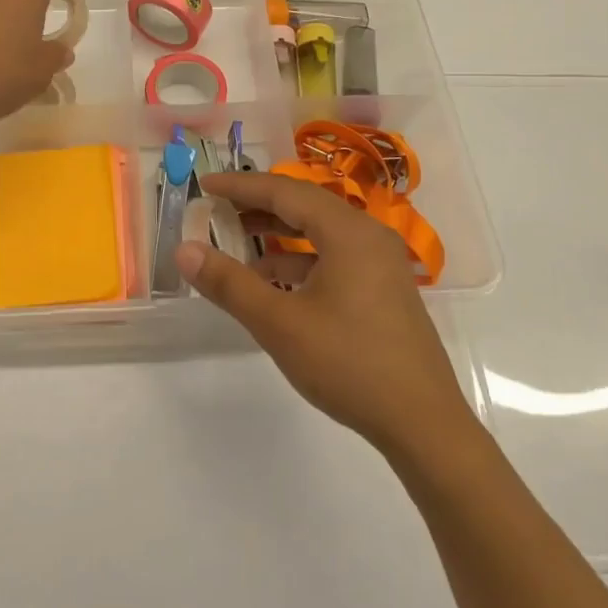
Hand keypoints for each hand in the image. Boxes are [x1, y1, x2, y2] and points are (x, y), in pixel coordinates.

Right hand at [176, 172, 477, 457]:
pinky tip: (272, 282)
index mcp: (348, 232)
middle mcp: (368, 236)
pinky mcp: (383, 288)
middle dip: (257, 203)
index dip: (240, 185)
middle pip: (304, 205)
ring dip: (277, 232)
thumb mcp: (279, 324)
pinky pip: (333, 256)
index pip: (284, 191)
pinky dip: (299, 259)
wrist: (424, 425)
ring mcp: (380, 263)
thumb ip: (229, 283)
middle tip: (216, 207)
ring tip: (236, 239)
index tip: (204, 183)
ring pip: (319, 231)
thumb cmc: (349, 364)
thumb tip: (183, 249)